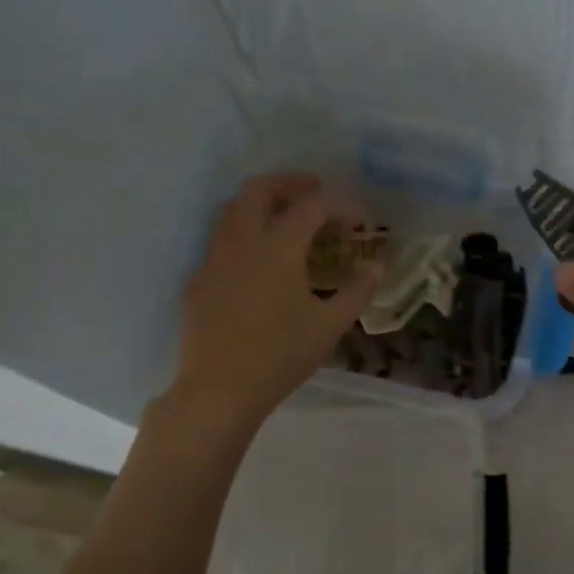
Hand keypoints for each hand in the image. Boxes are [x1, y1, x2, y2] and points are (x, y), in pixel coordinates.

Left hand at [166, 173, 379, 428]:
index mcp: (278, 247)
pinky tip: (258, 261)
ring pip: (232, 210)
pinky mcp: (198, 281)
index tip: (360, 219)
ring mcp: (213, 259)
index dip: (341, 204)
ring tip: (286, 217)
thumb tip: (375, 267)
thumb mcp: (330, 326)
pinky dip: (244, 233)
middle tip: (315, 190)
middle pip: (259, 189)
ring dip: (262, 203)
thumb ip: (357, 291)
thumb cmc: (280, 356)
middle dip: (290, 182)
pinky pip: (220, 241)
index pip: (313, 205)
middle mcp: (241, 241)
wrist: (218, 390)